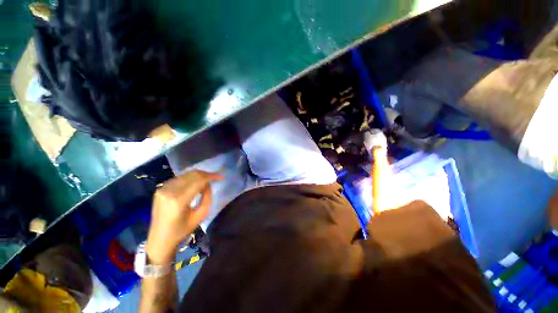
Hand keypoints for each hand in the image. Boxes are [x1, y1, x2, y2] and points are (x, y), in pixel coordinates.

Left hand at [146, 170, 222, 263]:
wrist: (159, 239)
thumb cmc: (182, 230)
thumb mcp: (201, 215)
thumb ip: (207, 197)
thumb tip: (208, 184)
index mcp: (179, 201)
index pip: (198, 181)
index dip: (211, 176)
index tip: (221, 176)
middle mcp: (169, 191)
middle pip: (192, 175)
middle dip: (206, 174)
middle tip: (215, 177)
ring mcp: (162, 189)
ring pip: (186, 174)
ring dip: (198, 175)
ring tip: (207, 180)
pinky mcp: (160, 189)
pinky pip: (179, 178)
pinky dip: (189, 178)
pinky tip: (195, 183)